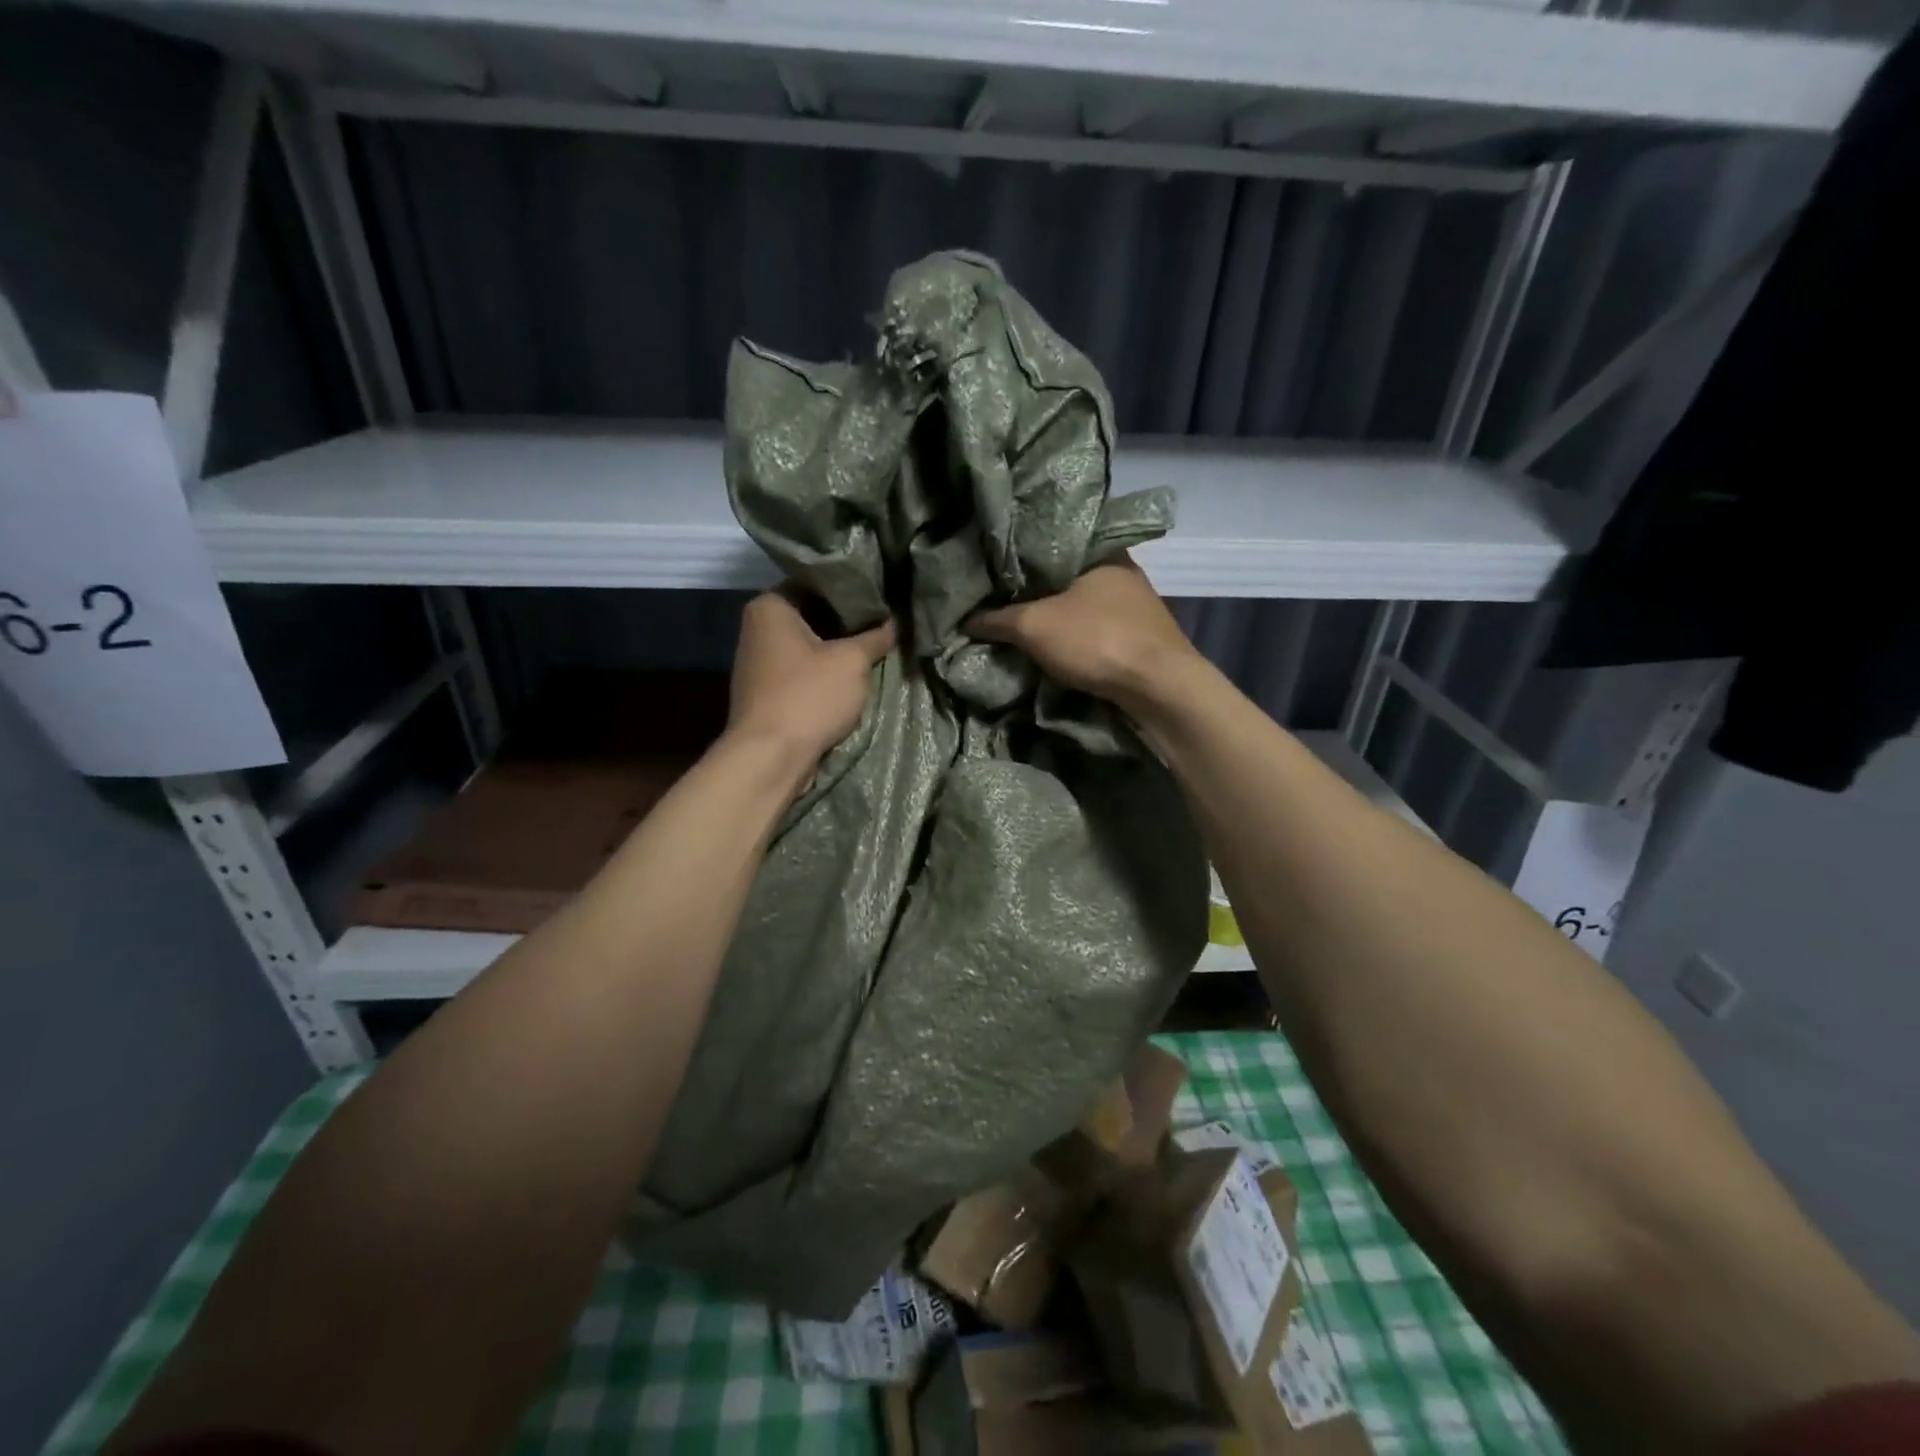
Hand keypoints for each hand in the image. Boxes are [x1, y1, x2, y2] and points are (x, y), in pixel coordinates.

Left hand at [728, 590, 895, 768]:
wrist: (771, 758)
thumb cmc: (809, 696)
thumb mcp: (853, 661)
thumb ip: (876, 636)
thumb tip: (895, 621)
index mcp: (770, 606)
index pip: (817, 582)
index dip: (852, 588)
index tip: (883, 595)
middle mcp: (758, 627)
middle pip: (814, 614)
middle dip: (849, 622)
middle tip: (887, 621)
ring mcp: (760, 662)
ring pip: (810, 645)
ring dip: (840, 650)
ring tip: (877, 647)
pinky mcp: (768, 692)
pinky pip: (804, 672)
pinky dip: (826, 673)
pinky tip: (854, 677)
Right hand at [966, 556, 1197, 707]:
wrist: (1160, 688)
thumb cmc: (1097, 640)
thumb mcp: (1034, 626)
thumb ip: (997, 619)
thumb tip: (964, 618)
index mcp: (1100, 550)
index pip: (1048, 543)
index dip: (1018, 558)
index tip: (992, 572)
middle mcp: (1122, 569)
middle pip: (1065, 576)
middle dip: (1036, 591)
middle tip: (1000, 601)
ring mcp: (1136, 603)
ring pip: (1082, 603)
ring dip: (1057, 615)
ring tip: (1021, 624)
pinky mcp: (1141, 634)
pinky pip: (1096, 626)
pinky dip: (1075, 634)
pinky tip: (1055, 644)